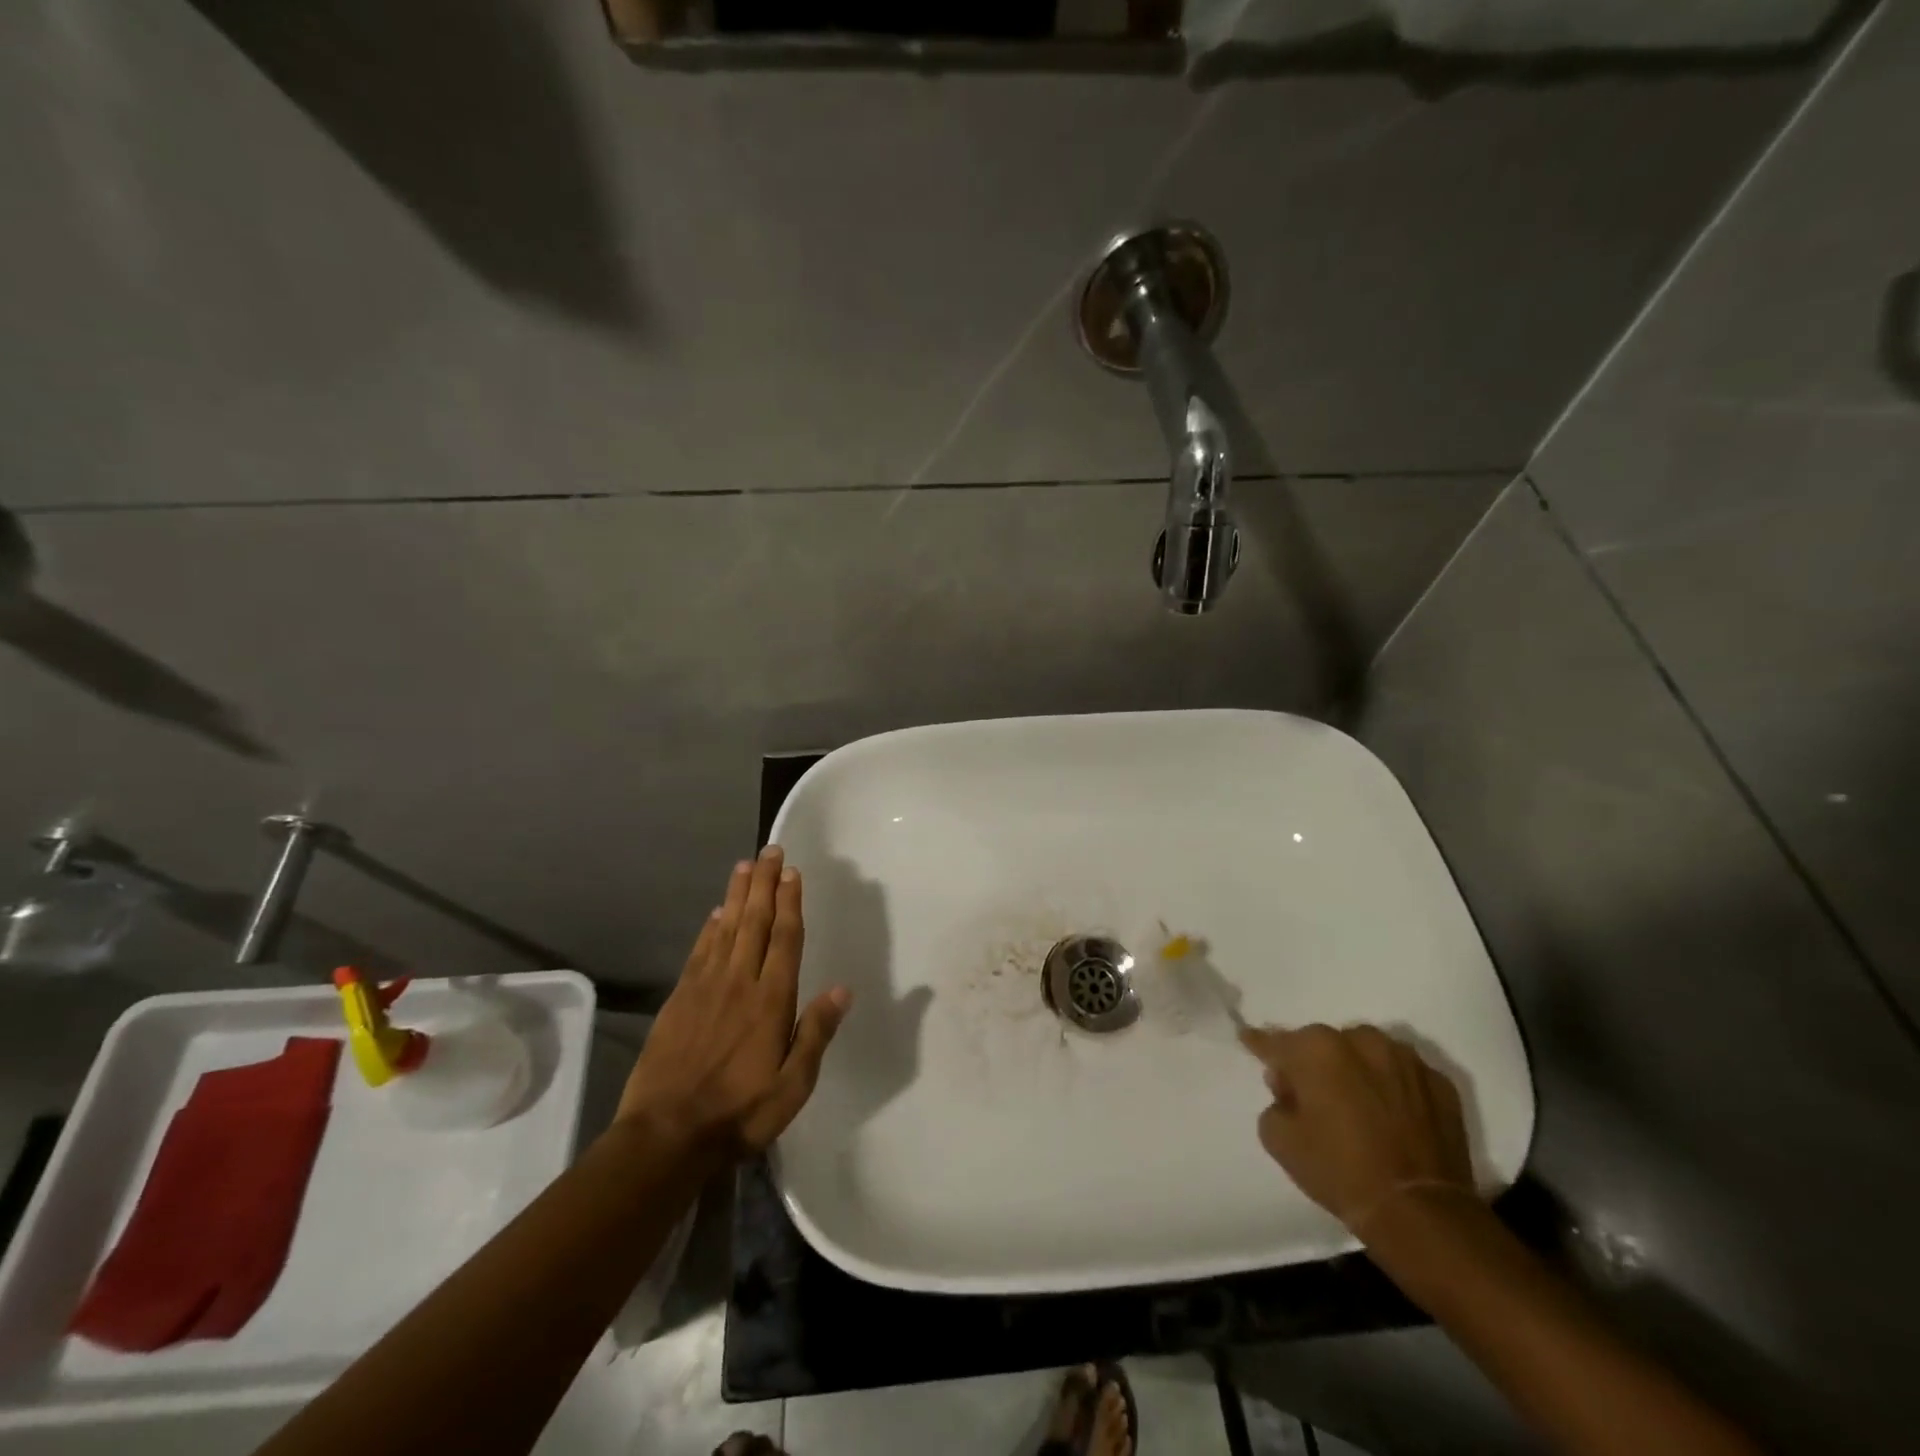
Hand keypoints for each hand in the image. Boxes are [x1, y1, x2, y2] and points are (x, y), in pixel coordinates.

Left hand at [619, 846, 850, 1161]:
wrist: (665, 1136)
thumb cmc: (739, 1114)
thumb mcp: (792, 1086)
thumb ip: (816, 1034)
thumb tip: (842, 989)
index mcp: (771, 1001)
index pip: (785, 939)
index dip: (790, 902)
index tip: (792, 872)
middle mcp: (739, 983)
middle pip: (755, 922)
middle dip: (765, 884)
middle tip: (770, 850)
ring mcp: (705, 988)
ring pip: (727, 929)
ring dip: (738, 895)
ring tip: (745, 866)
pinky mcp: (679, 1000)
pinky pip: (699, 952)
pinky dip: (710, 928)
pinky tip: (717, 913)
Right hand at [1238, 1023, 1474, 1236]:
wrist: (1420, 1214)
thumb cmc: (1340, 1171)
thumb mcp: (1280, 1140)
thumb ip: (1275, 1102)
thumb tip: (1289, 1089)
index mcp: (1316, 1048)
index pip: (1276, 1041)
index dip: (1259, 1043)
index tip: (1248, 1039)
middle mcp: (1361, 1040)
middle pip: (1324, 1044)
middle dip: (1314, 1063)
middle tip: (1312, 1096)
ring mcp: (1406, 1059)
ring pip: (1367, 1053)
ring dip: (1356, 1070)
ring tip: (1356, 1104)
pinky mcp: (1441, 1084)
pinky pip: (1403, 1076)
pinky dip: (1393, 1088)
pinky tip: (1390, 1117)